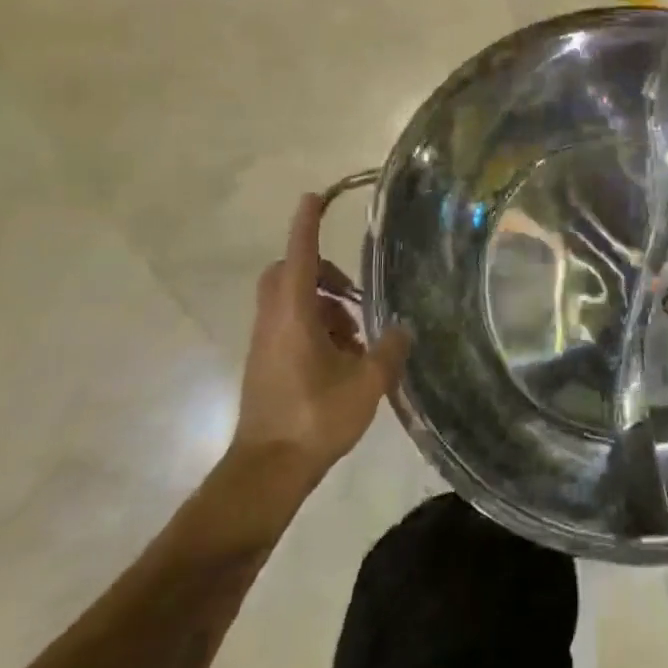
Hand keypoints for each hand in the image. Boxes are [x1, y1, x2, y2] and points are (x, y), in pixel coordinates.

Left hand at [233, 192, 411, 487]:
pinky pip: (288, 323)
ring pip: (288, 300)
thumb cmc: (315, 419)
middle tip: (352, 290)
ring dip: (322, 302)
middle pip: (287, 272)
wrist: (267, 470)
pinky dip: (314, 324)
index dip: (307, 224)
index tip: (315, 197)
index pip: (299, 256)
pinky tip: (342, 356)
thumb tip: (403, 327)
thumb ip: (390, 349)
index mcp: (294, 315)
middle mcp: (273, 320)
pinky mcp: (264, 362)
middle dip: (320, 269)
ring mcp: (264, 342)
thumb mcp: (367, 383)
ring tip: (357, 334)